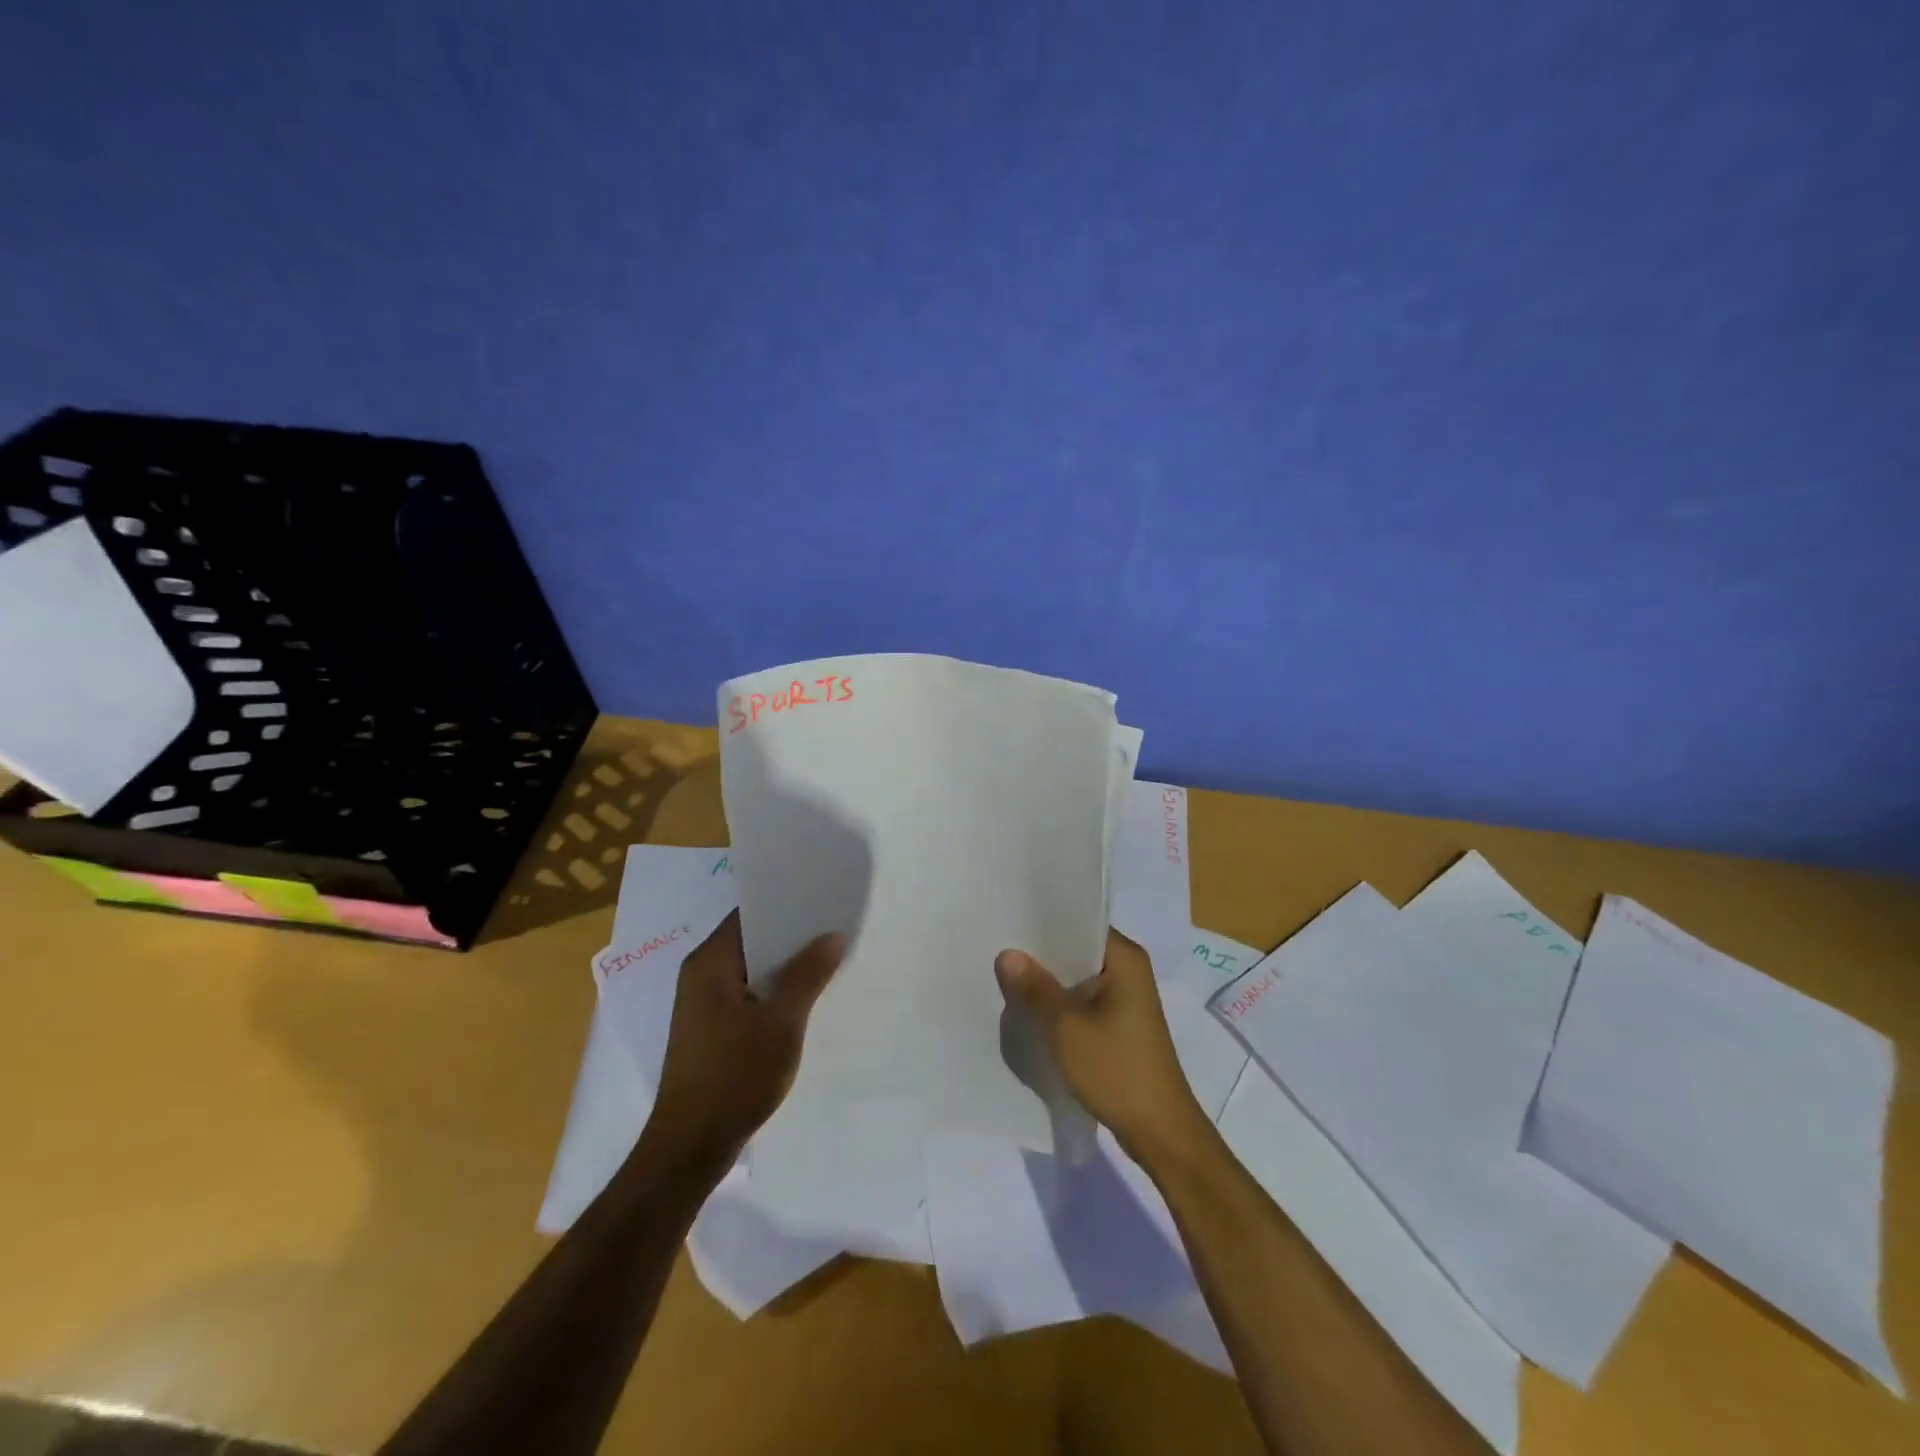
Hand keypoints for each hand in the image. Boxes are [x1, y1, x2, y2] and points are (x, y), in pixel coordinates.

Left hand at [648, 911, 845, 1168]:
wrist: (691, 1147)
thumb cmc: (734, 1076)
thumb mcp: (781, 1022)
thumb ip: (807, 974)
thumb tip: (833, 935)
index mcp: (710, 962)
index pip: (749, 913)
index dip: (785, 902)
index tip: (823, 896)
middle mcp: (701, 974)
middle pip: (752, 938)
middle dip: (792, 934)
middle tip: (836, 924)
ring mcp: (703, 1003)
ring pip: (752, 968)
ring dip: (785, 964)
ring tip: (830, 955)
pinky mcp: (711, 1028)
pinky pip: (748, 992)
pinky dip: (774, 989)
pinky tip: (806, 996)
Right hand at [994, 928, 1206, 1166]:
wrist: (1159, 1131)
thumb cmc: (1116, 1069)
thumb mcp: (1066, 1027)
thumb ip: (1035, 988)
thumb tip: (1007, 954)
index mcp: (1124, 958)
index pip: (1080, 922)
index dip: (1043, 922)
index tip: (1008, 920)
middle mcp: (1129, 970)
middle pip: (1077, 949)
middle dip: (1041, 954)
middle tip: (997, 949)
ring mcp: (1126, 998)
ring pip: (1077, 977)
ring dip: (1049, 982)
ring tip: (1006, 977)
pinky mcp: (1120, 1024)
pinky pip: (1083, 1001)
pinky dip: (1060, 1004)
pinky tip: (1030, 1010)